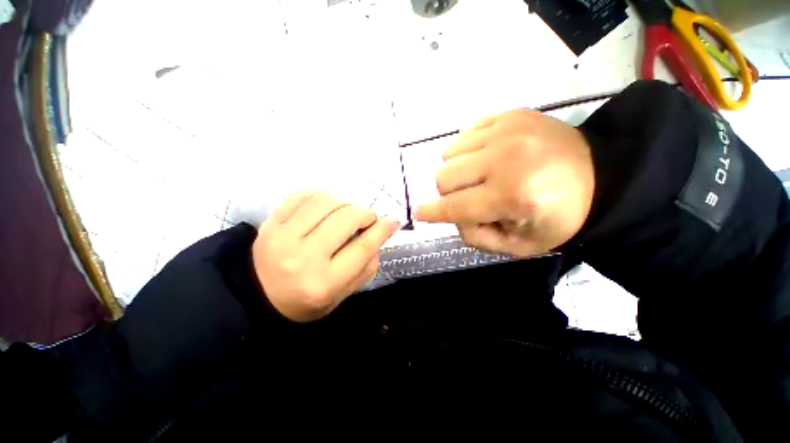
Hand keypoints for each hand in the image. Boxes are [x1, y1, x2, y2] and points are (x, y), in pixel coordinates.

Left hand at [253, 193, 399, 322]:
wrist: (259, 298)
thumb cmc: (307, 301)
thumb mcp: (343, 294)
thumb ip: (366, 267)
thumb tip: (380, 234)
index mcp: (324, 283)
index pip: (363, 247)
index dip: (382, 229)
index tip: (392, 221)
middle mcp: (304, 258)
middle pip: (346, 219)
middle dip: (365, 214)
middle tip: (369, 218)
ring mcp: (282, 237)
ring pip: (325, 202)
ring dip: (346, 202)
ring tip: (349, 211)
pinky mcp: (269, 224)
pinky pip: (301, 196)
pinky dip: (321, 196)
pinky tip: (327, 205)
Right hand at [416, 109, 594, 256]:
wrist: (602, 177)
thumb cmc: (559, 218)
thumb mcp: (519, 246)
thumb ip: (476, 236)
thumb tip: (450, 216)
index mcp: (511, 196)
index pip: (455, 207)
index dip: (432, 212)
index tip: (418, 214)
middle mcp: (504, 158)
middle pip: (443, 177)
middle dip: (449, 193)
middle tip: (468, 197)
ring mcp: (506, 130)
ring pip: (449, 153)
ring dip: (457, 170)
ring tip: (480, 175)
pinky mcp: (509, 115)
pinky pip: (465, 133)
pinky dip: (467, 150)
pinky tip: (487, 157)